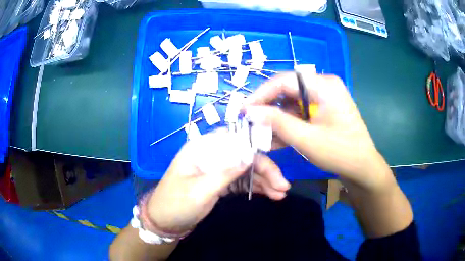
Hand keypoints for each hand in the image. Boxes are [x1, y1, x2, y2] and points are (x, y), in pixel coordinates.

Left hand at [146, 129, 289, 233]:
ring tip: (280, 193)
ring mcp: (216, 169)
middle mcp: (211, 155)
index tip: (276, 159)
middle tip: (283, 185)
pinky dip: (255, 187)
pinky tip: (270, 194)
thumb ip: (225, 173)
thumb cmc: (176, 205)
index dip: (256, 146)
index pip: (234, 139)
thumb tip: (251, 155)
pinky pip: (241, 181)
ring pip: (245, 169)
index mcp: (201, 149)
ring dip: (264, 180)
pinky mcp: (219, 182)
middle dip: (264, 169)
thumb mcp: (200, 191)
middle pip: (243, 155)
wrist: (165, 222)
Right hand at [244, 72, 392, 192]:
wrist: (362, 168)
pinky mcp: (322, 110)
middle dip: (267, 108)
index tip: (244, 110)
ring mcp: (323, 97)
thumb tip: (249, 111)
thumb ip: (276, 122)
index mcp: (324, 85)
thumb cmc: (339, 152)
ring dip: (276, 119)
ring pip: (291, 103)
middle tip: (250, 123)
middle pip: (287, 90)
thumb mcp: (306, 139)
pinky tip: (275, 138)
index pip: (284, 81)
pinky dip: (287, 125)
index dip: (261, 94)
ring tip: (260, 134)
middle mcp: (323, 85)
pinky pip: (299, 113)